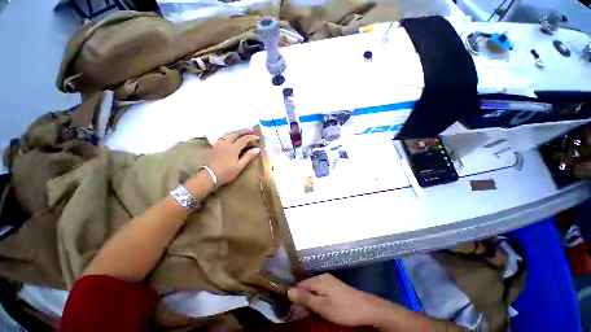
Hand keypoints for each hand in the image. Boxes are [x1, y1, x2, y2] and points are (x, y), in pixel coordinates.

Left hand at [208, 129, 260, 185]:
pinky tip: (231, 137)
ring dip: (237, 131)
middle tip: (252, 130)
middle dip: (244, 131)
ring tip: (242, 132)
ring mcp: (219, 144)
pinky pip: (223, 137)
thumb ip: (248, 156)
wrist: (208, 176)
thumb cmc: (226, 173)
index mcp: (233, 148)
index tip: (258, 137)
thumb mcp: (239, 166)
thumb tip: (257, 149)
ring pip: (228, 133)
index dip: (252, 137)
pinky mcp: (214, 146)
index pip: (244, 139)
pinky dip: (230, 134)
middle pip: (236, 133)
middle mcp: (226, 143)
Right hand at [287, 274, 397, 327]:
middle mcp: (322, 276)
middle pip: (306, 285)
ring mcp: (329, 280)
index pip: (300, 284)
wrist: (366, 308)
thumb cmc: (342, 309)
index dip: (293, 294)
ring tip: (307, 310)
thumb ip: (305, 298)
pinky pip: (320, 289)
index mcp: (318, 279)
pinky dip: (316, 297)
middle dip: (301, 297)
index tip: (289, 305)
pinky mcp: (334, 286)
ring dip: (309, 298)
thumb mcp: (322, 307)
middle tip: (298, 311)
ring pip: (313, 288)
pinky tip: (317, 305)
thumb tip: (288, 291)